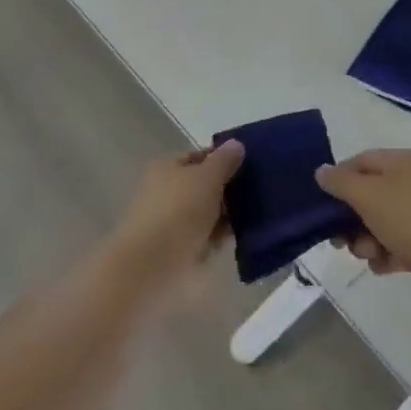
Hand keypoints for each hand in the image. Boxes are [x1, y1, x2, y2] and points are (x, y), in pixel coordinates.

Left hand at [110, 141, 243, 286]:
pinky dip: (218, 238)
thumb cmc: (179, 211)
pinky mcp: (176, 250)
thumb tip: (236, 144)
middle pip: (203, 185)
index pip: (199, 157)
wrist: (152, 266)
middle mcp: (165, 191)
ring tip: (255, 216)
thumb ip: (224, 161)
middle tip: (258, 192)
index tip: (251, 166)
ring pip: (205, 213)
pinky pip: (204, 237)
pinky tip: (240, 238)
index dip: (223, 159)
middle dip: (228, 189)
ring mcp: (170, 222)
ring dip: (226, 216)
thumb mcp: (207, 178)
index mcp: (166, 168)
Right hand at [316, 149, 410, 304]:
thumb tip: (321, 171)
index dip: (339, 179)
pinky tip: (382, 266)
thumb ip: (341, 182)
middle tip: (337, 238)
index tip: (322, 202)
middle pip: (369, 195)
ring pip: (380, 223)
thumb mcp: (370, 195)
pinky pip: (396, 246)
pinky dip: (385, 256)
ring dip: (365, 240)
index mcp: (402, 162)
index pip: (361, 161)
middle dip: (350, 218)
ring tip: (367, 253)